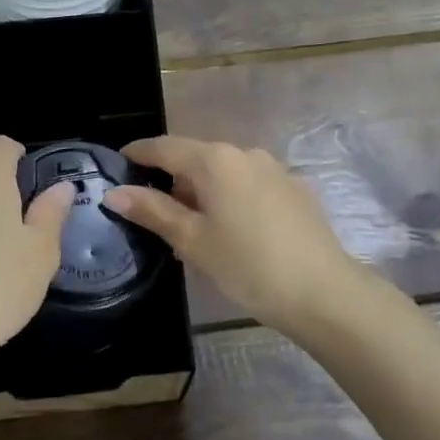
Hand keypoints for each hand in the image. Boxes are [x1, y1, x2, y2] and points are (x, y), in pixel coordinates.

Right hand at [105, 136, 370, 331]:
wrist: (324, 293)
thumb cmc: (248, 266)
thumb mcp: (192, 240)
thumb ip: (152, 211)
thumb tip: (114, 192)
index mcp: (214, 160)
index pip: (163, 147)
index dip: (137, 154)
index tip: (117, 164)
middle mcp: (244, 153)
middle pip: (195, 158)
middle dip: (172, 181)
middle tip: (154, 216)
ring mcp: (273, 169)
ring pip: (224, 173)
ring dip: (203, 193)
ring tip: (194, 231)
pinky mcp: (294, 189)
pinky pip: (249, 185)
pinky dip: (231, 199)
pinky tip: (233, 233)